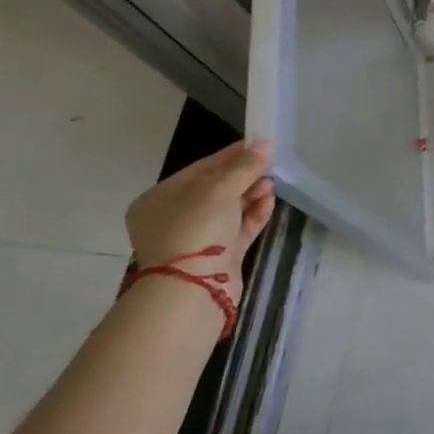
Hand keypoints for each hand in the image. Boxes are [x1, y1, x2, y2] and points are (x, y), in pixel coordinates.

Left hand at [125, 140, 274, 303]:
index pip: (201, 169)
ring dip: (252, 194)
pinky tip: (270, 202)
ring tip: (272, 184)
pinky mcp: (217, 256)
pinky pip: (238, 228)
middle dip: (245, 176)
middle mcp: (174, 218)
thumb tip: (266, 144)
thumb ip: (245, 165)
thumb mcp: (220, 189)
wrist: (193, 289)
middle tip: (270, 165)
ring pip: (229, 209)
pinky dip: (254, 214)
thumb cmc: (196, 228)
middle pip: (216, 189)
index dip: (231, 155)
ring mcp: (195, 239)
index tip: (260, 144)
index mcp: (160, 199)